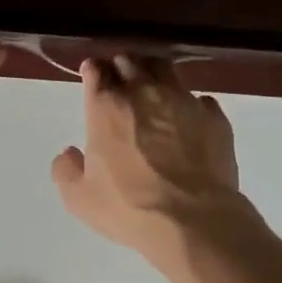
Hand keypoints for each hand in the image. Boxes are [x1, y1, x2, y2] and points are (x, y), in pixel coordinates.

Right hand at [51, 55, 245, 262]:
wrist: (193, 220)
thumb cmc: (128, 207)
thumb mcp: (79, 198)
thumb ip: (66, 170)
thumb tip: (69, 154)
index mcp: (107, 107)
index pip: (96, 71)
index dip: (93, 71)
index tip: (92, 76)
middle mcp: (145, 92)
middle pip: (131, 62)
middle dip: (122, 66)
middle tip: (120, 80)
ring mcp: (184, 100)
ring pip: (167, 70)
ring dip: (155, 74)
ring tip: (154, 89)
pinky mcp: (215, 116)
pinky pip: (199, 98)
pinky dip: (189, 103)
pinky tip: (187, 118)